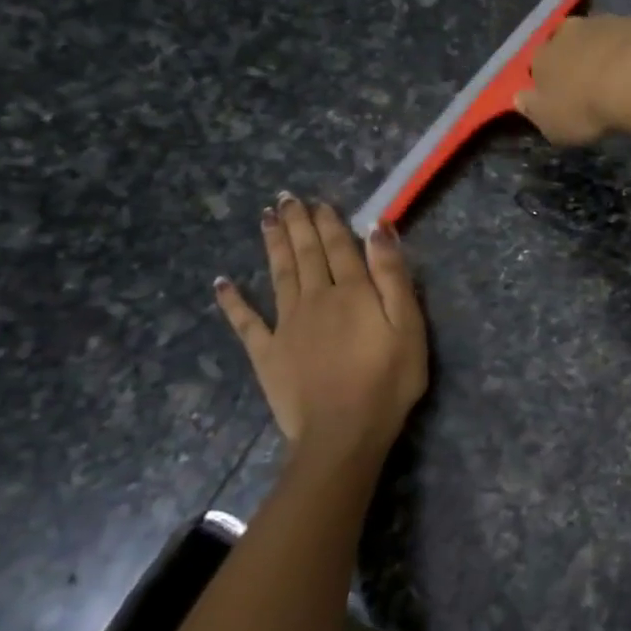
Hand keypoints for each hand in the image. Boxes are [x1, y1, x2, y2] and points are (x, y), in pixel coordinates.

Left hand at [214, 195, 427, 474]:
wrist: (343, 433)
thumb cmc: (388, 380)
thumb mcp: (408, 326)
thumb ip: (393, 276)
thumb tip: (378, 229)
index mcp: (352, 291)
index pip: (339, 247)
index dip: (329, 222)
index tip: (318, 201)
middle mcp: (315, 298)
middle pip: (305, 253)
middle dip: (297, 223)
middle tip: (286, 198)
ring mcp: (286, 324)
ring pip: (278, 274)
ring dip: (272, 245)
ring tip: (266, 219)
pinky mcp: (267, 352)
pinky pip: (246, 321)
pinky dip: (233, 301)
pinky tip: (222, 283)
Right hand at [515, 14, 630, 144]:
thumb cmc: (585, 107)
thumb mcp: (552, 124)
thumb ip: (534, 110)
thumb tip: (520, 99)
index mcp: (540, 58)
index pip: (536, 66)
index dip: (546, 80)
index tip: (558, 94)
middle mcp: (565, 33)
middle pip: (564, 44)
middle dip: (573, 59)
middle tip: (588, 82)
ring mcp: (600, 22)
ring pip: (595, 36)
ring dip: (601, 51)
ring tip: (617, 75)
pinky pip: (626, 36)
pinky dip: (629, 48)